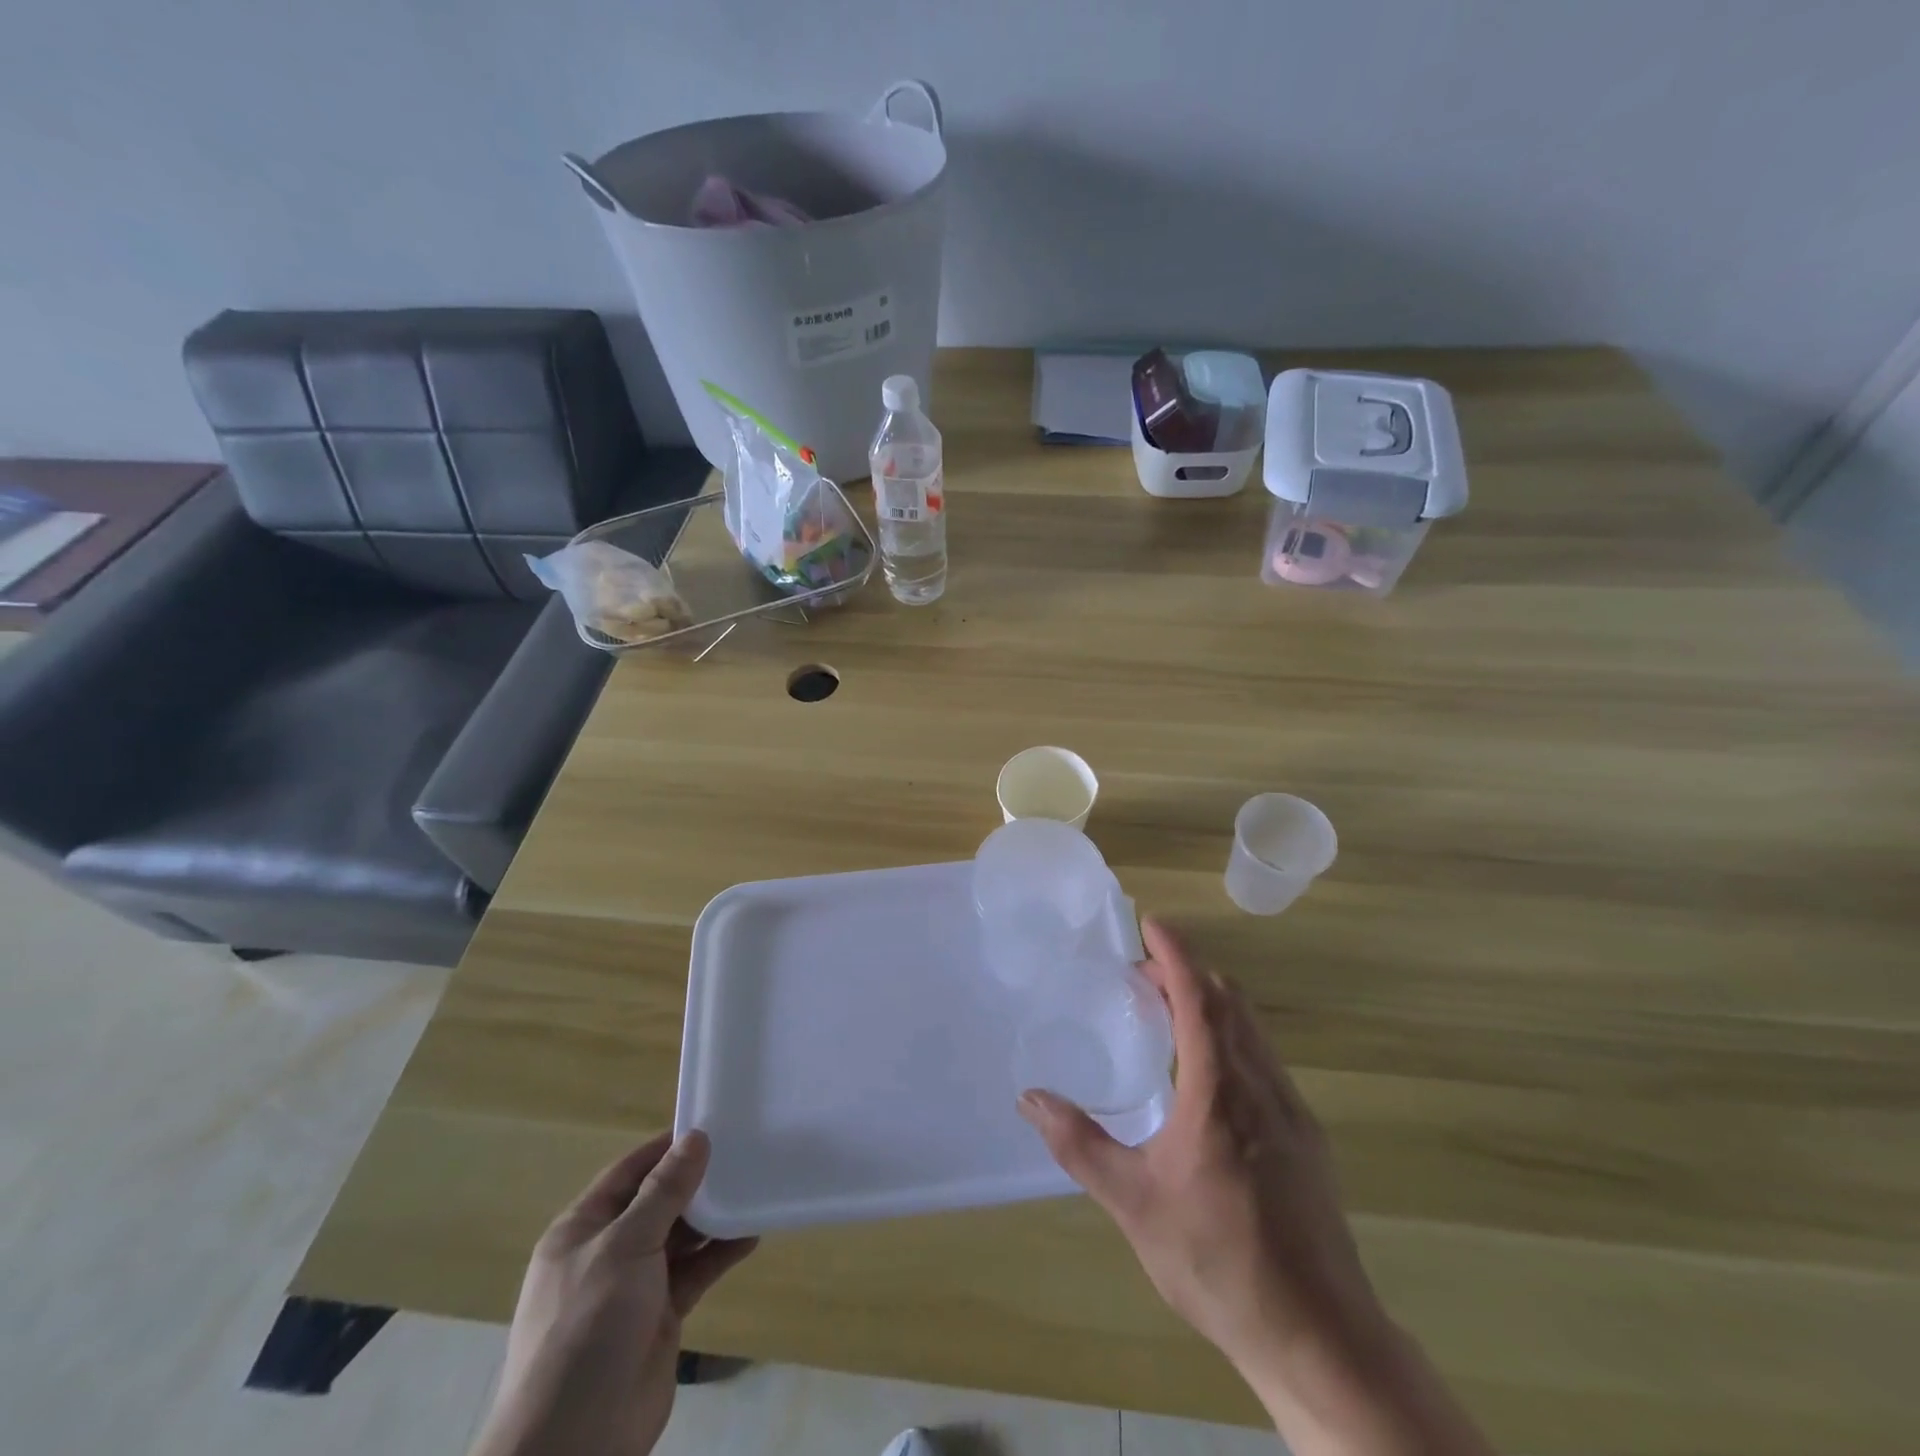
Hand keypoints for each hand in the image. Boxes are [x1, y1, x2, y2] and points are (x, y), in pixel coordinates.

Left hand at [469, 1131, 756, 1455]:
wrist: (574, 1444)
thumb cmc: (587, 1328)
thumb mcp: (625, 1247)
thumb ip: (664, 1192)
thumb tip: (696, 1137)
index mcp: (582, 1230)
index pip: (629, 1172)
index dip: (666, 1148)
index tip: (710, 1124)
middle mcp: (607, 1252)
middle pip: (657, 1202)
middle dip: (695, 1181)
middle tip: (742, 1152)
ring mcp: (634, 1287)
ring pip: (680, 1236)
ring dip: (712, 1216)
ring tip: (753, 1186)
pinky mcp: (660, 1315)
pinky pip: (695, 1271)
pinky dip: (720, 1253)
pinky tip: (751, 1233)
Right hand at [1017, 919, 1380, 1389]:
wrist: (1319, 1336)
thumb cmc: (1218, 1260)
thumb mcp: (1134, 1202)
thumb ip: (1079, 1144)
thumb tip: (1030, 1097)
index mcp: (1220, 1090)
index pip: (1200, 996)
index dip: (1175, 953)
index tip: (1150, 922)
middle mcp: (1262, 1085)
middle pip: (1230, 1002)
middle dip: (1188, 972)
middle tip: (1144, 973)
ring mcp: (1292, 1111)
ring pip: (1253, 1030)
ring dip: (1213, 1004)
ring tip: (1170, 1012)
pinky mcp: (1307, 1139)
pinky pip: (1266, 1061)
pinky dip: (1233, 1037)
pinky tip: (1209, 1076)